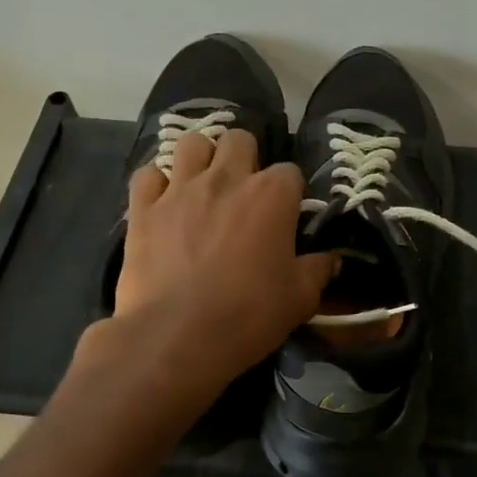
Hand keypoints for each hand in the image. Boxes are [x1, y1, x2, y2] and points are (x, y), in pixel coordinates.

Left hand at [112, 129, 336, 391]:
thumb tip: (332, 258)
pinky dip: (157, 183)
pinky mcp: (143, 208)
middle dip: (245, 157)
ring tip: (203, 184)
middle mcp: (226, 179)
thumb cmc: (248, 315)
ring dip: (201, 158)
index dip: (289, 192)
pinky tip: (163, 201)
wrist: (176, 337)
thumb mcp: (299, 299)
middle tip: (244, 190)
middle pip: (239, 139)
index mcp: (271, 195)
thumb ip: (318, 270)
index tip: (286, 215)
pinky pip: (147, 175)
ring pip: (192, 143)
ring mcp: (180, 189)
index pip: (290, 172)